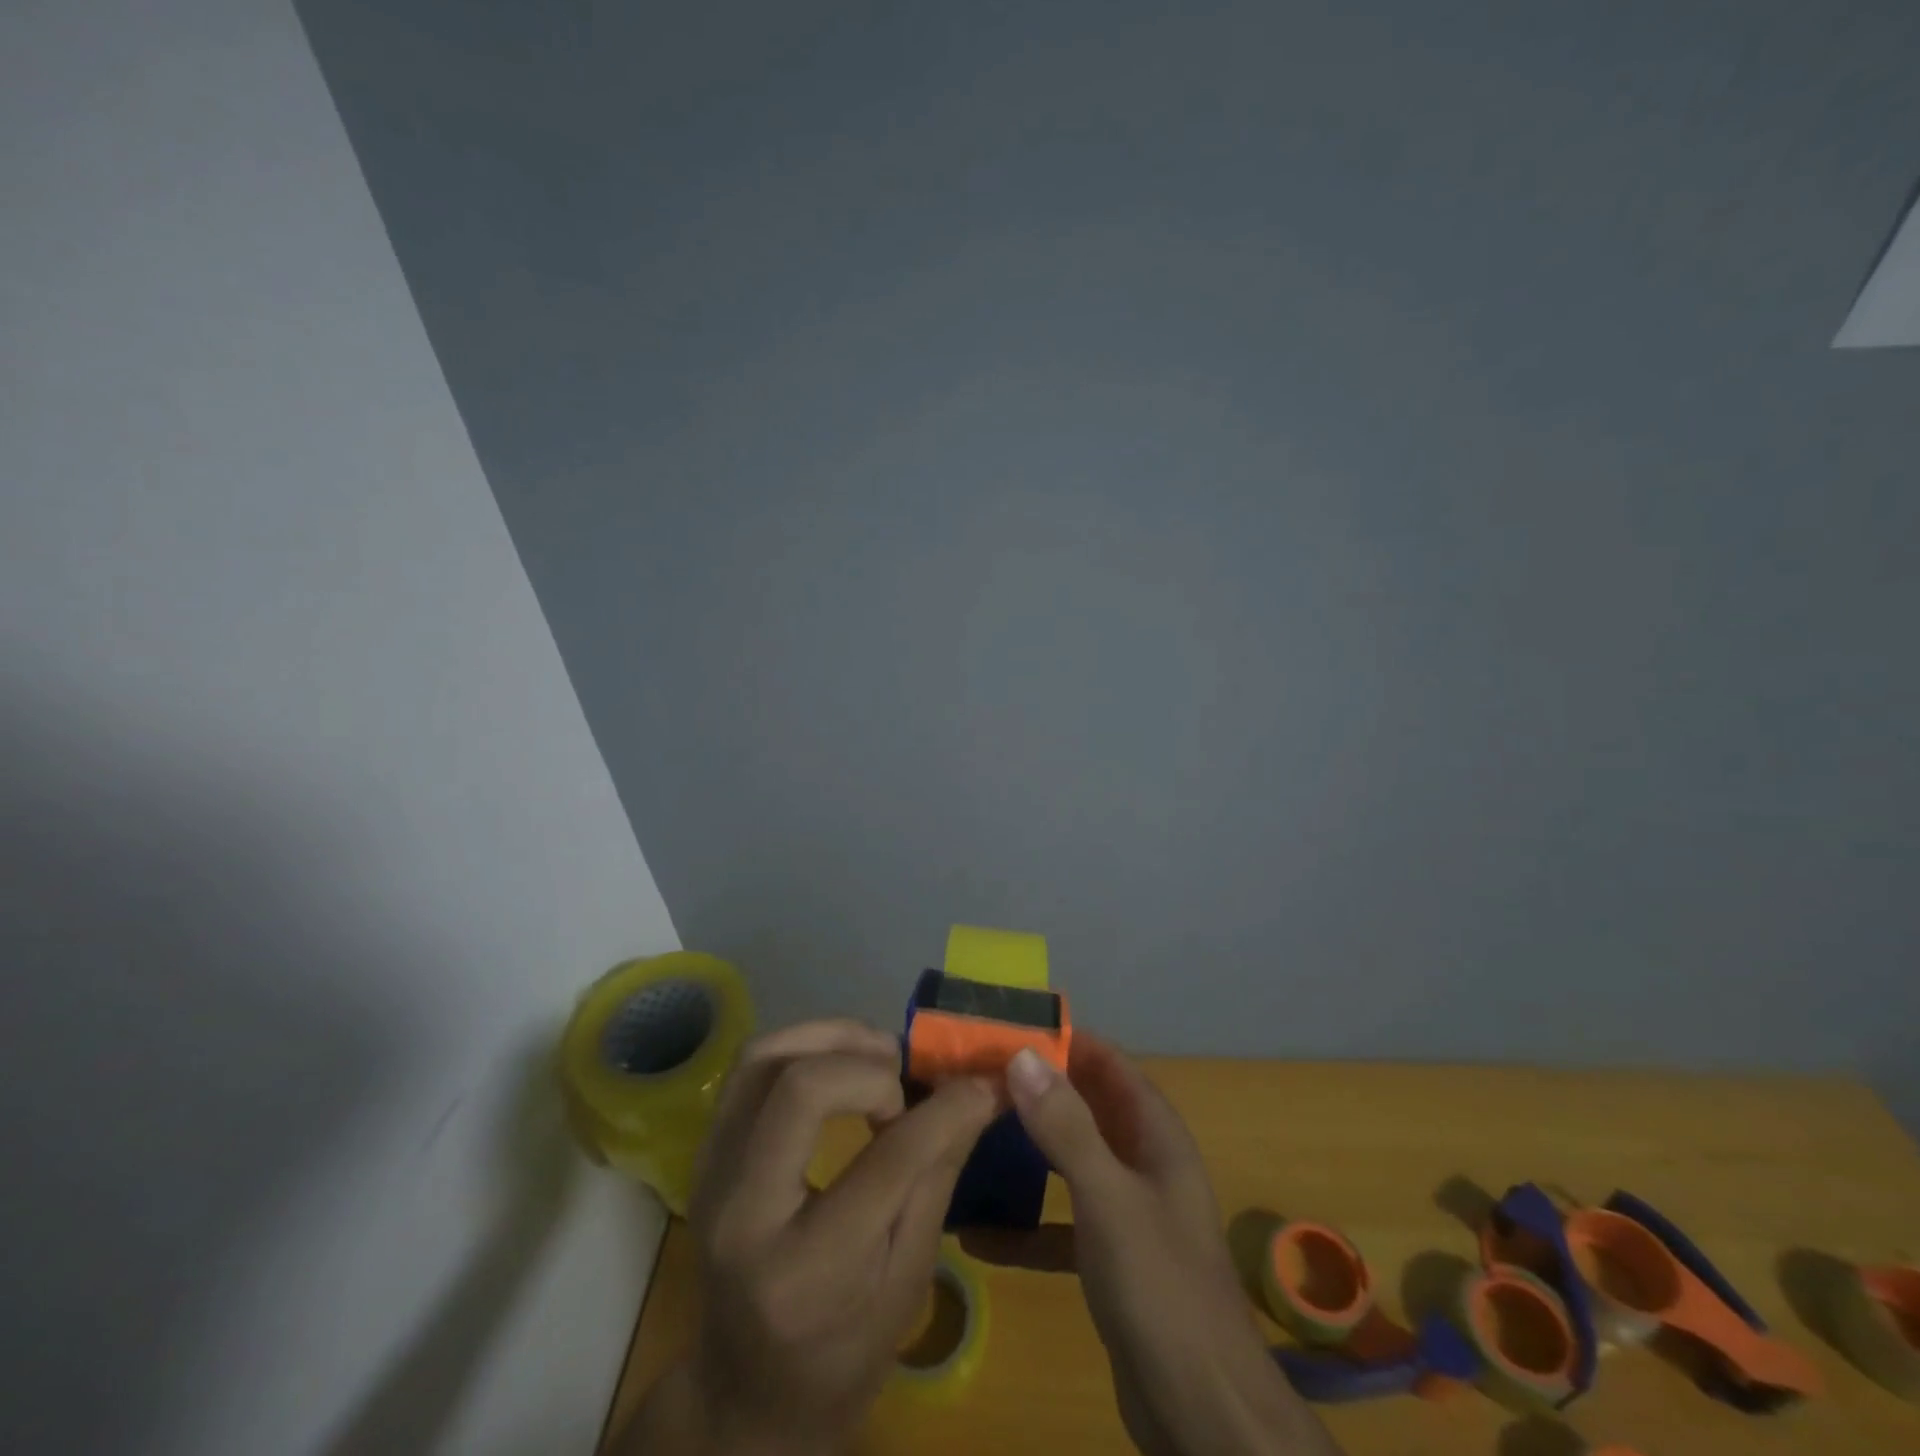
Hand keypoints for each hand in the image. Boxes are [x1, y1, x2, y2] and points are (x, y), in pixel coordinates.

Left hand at [626, 1019, 997, 1455]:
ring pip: (764, 1057)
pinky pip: (749, 1068)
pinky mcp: (704, 1153)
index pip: (887, 1159)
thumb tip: (979, 1090)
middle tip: (904, 1083)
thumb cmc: (842, 1353)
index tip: (980, 1085)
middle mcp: (743, 1213)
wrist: (745, 1394)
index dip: (946, 1109)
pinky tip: (839, 1067)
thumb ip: (938, 1173)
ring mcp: (711, 1176)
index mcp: (808, 1271)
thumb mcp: (907, 1281)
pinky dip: (802, 1048)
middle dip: (869, 1066)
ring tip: (877, 1059)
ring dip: (831, 1040)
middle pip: (801, 1087)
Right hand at [1004, 1038, 1341, 1455]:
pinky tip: (979, 1233)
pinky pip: (1062, 1226)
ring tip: (975, 1132)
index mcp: (1156, 1136)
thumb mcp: (1109, 1198)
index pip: (1110, 1064)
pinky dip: (1027, 1225)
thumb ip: (1066, 1127)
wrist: (1203, 1412)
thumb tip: (1021, 1056)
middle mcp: (1144, 1163)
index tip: (1009, 1029)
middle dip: (1040, 1090)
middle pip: (1087, 1108)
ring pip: (1072, 1162)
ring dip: (1030, 1150)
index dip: (1066, 1042)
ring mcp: (1128, 1211)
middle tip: (979, 1076)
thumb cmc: (1161, 1286)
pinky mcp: (1111, 1258)